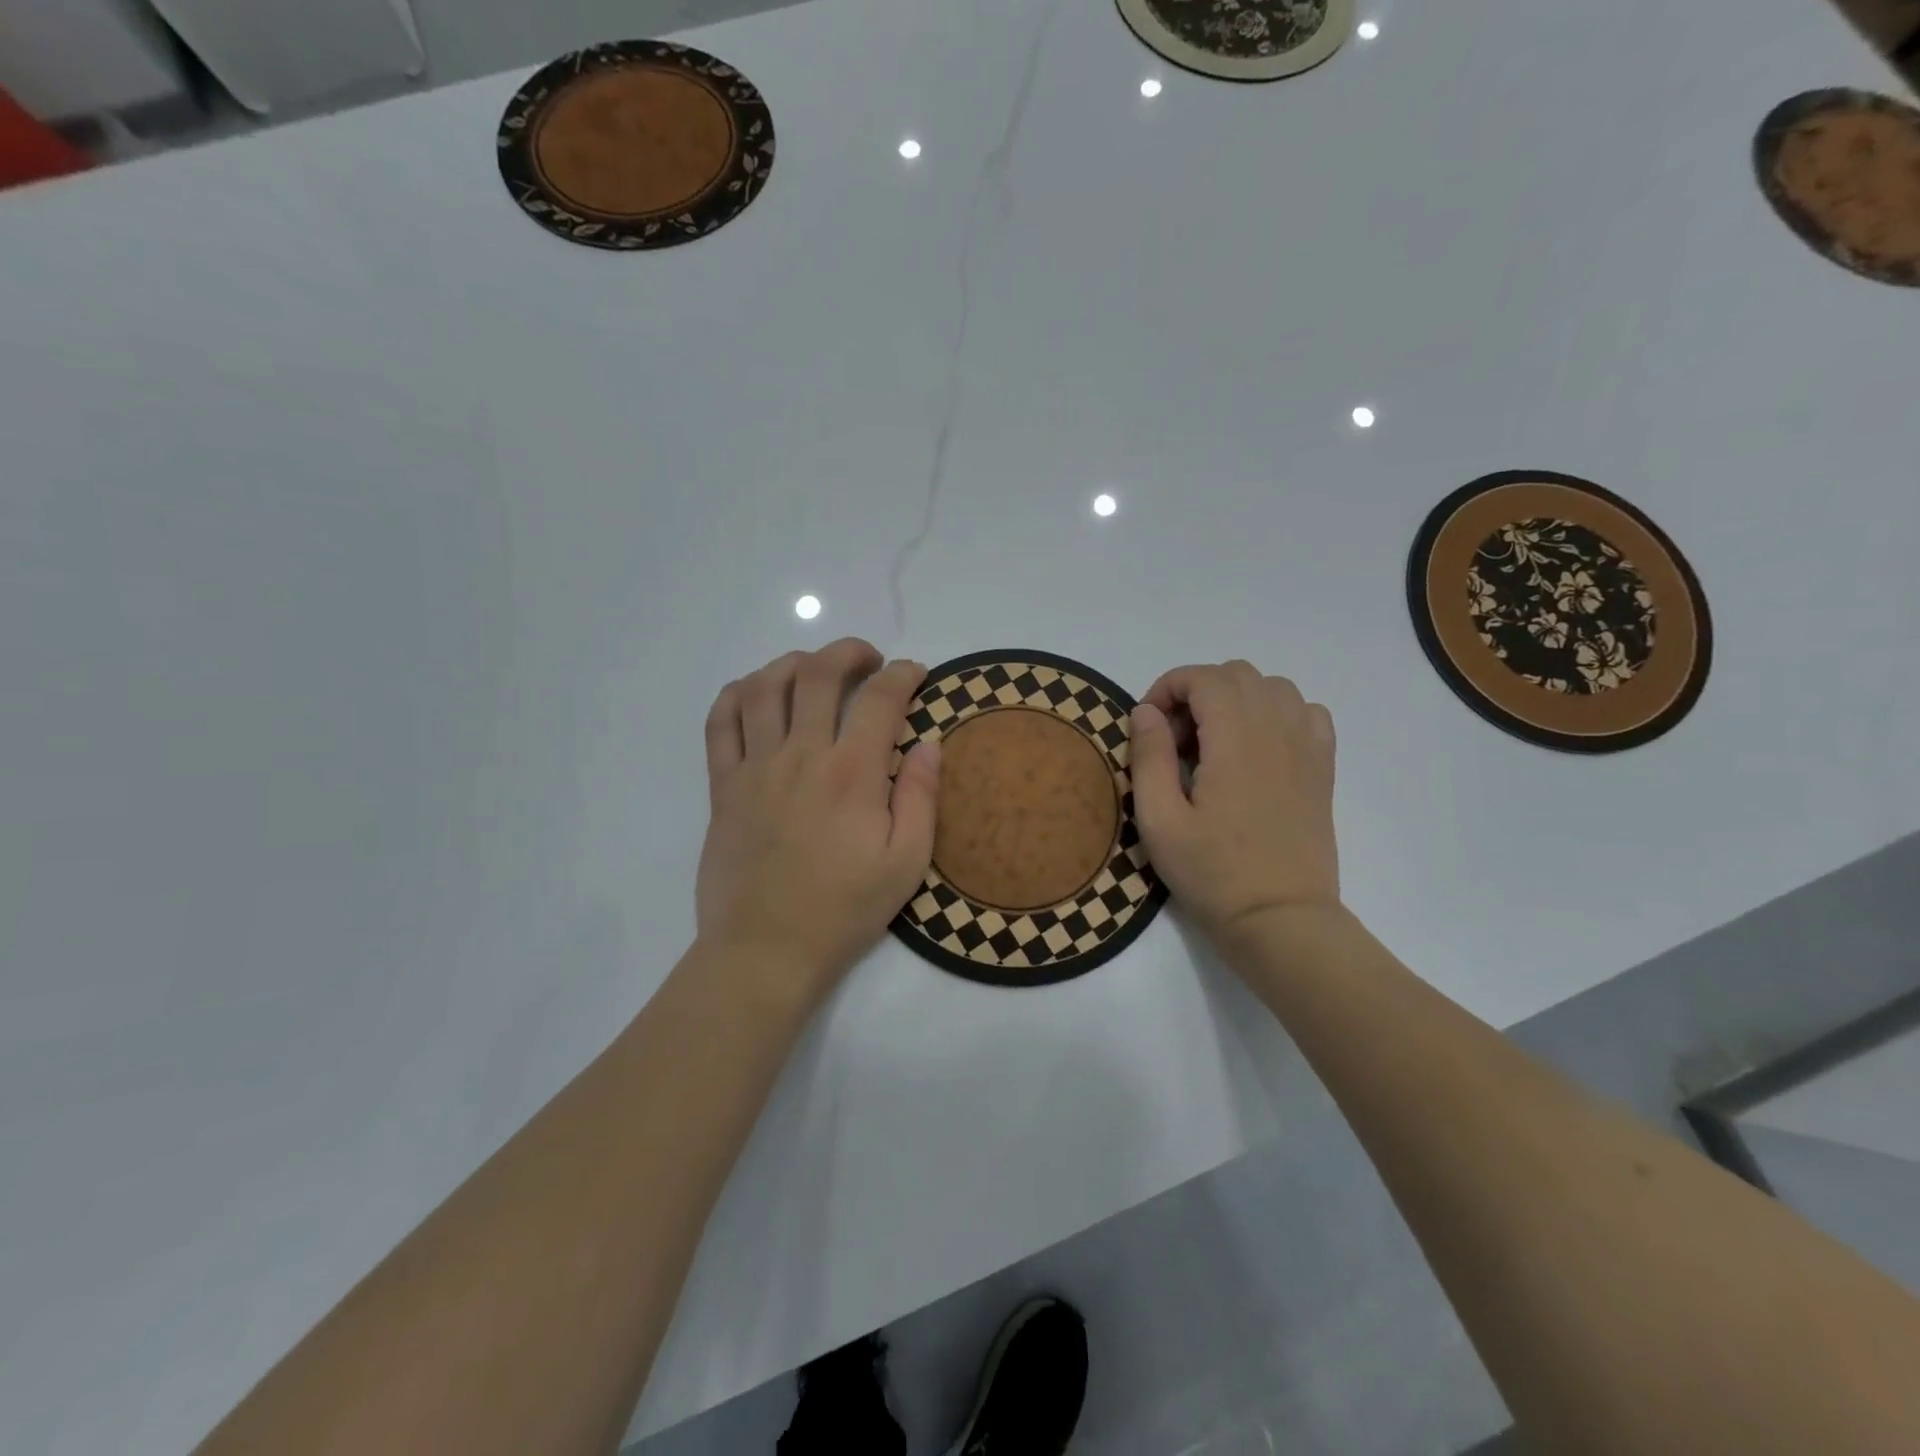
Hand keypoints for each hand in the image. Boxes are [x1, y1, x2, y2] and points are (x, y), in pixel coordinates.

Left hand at [696, 639, 940, 1008]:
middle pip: (819, 674)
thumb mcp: (907, 863)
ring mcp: (755, 767)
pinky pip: (720, 722)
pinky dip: (737, 694)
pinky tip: (756, 693)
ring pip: (765, 686)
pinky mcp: (722, 786)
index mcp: (853, 774)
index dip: (903, 674)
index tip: (914, 675)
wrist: (766, 949)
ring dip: (793, 663)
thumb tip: (930, 743)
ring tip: (814, 669)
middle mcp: (802, 756)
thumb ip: (922, 797)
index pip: (880, 698)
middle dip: (849, 652)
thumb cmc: (844, 908)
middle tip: (867, 661)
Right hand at [1129, 661, 1338, 943]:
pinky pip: (1306, 712)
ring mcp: (1307, 748)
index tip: (1148, 727)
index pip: (1203, 678)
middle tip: (1176, 741)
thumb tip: (1145, 711)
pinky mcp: (1322, 769)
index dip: (1167, 689)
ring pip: (1273, 687)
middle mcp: (1277, 731)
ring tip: (1214, 743)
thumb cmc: (1212, 874)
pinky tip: (1257, 749)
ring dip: (1236, 700)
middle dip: (1197, 693)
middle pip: (1237, 674)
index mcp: (1235, 741)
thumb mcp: (1159, 821)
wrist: (1280, 919)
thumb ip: (1149, 757)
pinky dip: (1277, 714)